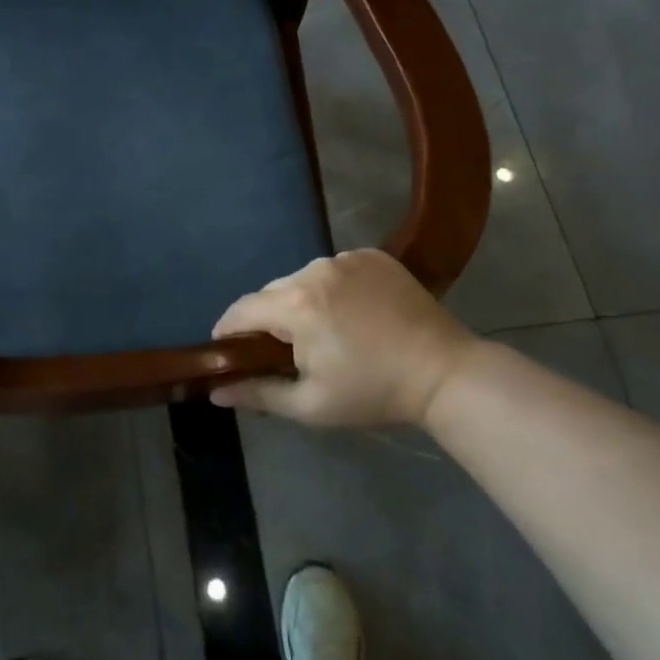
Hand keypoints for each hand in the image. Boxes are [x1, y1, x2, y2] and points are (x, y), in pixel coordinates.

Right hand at [210, 249, 486, 427]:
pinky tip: (351, 313)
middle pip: (272, 292)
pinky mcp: (372, 255)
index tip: (228, 350)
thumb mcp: (311, 404)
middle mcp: (315, 269)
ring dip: (301, 301)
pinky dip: (332, 288)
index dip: (229, 330)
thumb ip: (258, 394)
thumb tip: (214, 392)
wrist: (445, 373)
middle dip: (270, 319)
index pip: (242, 310)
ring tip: (323, 332)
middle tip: (285, 351)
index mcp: (296, 304)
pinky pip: (334, 269)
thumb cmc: (373, 392)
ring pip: (302, 279)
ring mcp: (346, 258)